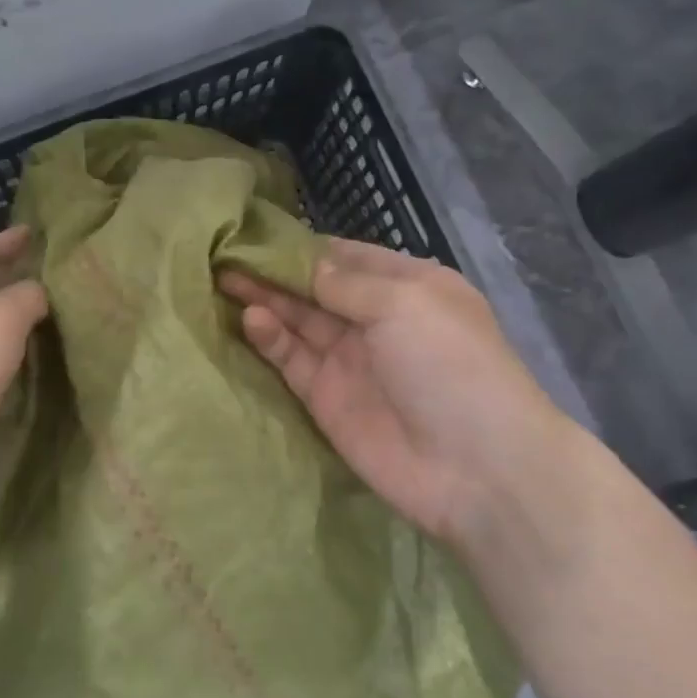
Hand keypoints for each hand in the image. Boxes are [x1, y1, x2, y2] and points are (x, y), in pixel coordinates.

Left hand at [0, 226, 47, 519]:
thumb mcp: (0, 318)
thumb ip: (26, 296)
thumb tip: (36, 294)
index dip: (7, 241)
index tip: (34, 233)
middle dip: (11, 282)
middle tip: (51, 278)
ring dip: (11, 325)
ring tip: (49, 321)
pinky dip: (6, 361)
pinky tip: (30, 366)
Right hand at [220, 238, 572, 552]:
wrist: (474, 466)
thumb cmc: (448, 364)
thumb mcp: (404, 303)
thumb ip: (346, 283)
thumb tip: (305, 263)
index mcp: (407, 287)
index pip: (346, 256)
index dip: (304, 245)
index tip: (258, 231)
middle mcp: (376, 319)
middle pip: (315, 288)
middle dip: (275, 271)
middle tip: (226, 254)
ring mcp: (349, 360)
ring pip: (298, 322)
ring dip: (265, 300)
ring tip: (222, 279)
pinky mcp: (326, 398)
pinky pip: (292, 360)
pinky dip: (271, 339)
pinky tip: (249, 319)